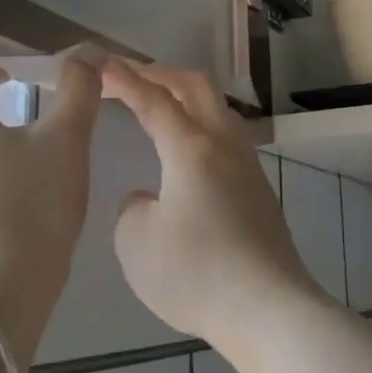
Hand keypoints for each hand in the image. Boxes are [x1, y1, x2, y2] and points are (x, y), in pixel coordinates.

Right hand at [102, 59, 320, 345]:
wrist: (268, 308)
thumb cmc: (195, 273)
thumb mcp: (136, 243)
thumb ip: (131, 209)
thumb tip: (148, 199)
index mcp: (191, 148)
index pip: (154, 100)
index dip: (126, 80)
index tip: (104, 64)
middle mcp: (225, 146)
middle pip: (198, 88)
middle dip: (163, 74)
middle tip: (134, 78)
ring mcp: (249, 168)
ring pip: (220, 112)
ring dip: (189, 100)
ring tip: (163, 109)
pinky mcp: (261, 193)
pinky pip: (229, 141)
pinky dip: (203, 129)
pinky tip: (190, 156)